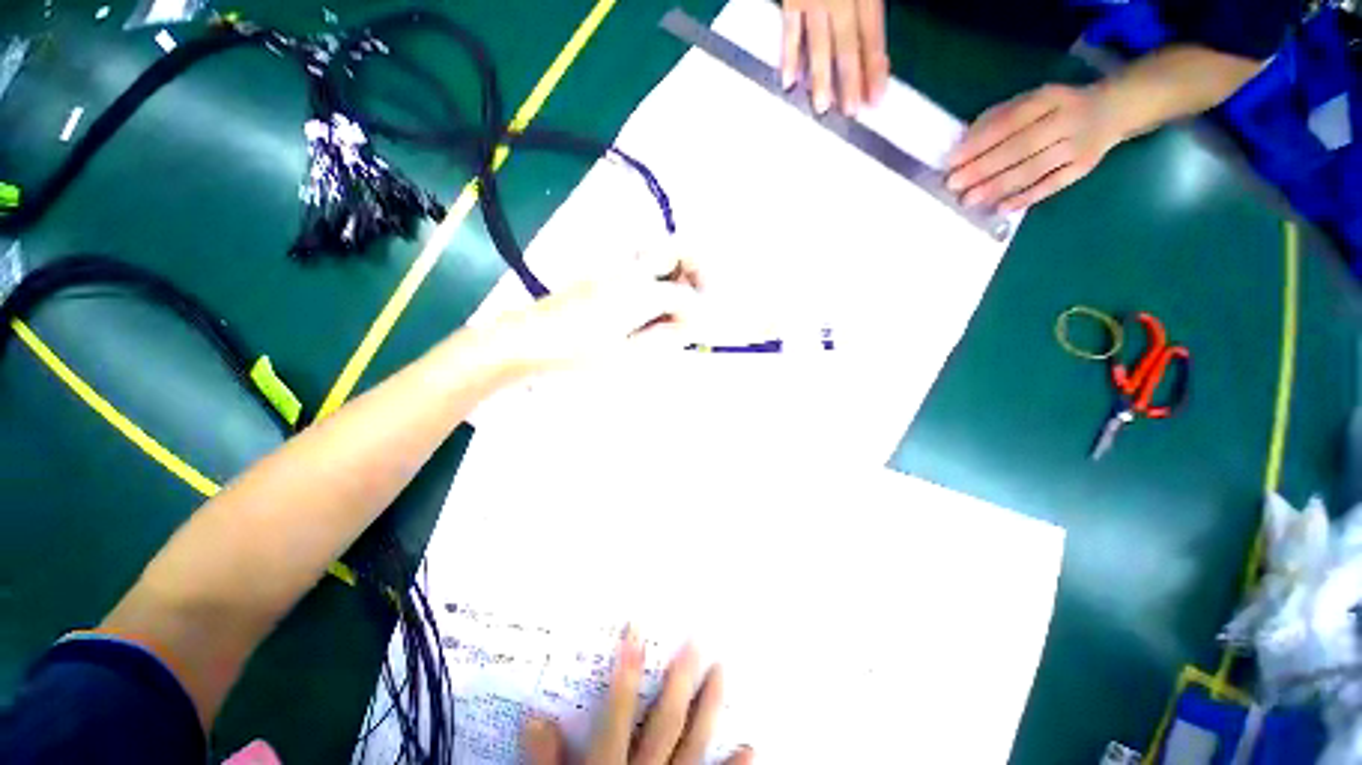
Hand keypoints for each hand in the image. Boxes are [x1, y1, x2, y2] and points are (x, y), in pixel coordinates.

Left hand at [486, 253, 702, 372]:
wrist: (527, 339)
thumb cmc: (577, 352)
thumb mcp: (627, 353)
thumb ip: (664, 336)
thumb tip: (689, 324)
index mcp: (640, 293)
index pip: (685, 295)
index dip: (697, 313)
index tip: (697, 329)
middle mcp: (631, 272)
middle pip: (677, 251)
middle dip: (697, 269)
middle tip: (700, 295)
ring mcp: (614, 269)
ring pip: (658, 254)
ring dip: (677, 272)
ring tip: (677, 302)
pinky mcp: (601, 274)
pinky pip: (640, 265)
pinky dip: (657, 277)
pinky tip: (649, 304)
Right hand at [523, 628, 753, 764]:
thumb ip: (545, 763)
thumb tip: (533, 719)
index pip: (618, 712)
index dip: (626, 671)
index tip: (636, 631)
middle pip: (666, 723)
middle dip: (681, 681)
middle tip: (695, 642)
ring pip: (694, 745)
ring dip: (709, 709)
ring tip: (721, 671)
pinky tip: (749, 747)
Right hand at [781, 0, 887, 114]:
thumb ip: (870, 11)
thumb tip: (873, 52)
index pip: (872, 37)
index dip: (875, 70)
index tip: (875, 101)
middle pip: (847, 46)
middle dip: (849, 81)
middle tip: (850, 112)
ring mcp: (813, 0)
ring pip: (819, 44)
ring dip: (820, 78)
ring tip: (821, 107)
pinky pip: (789, 30)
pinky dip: (789, 56)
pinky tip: (788, 81)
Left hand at [946, 84, 1122, 211]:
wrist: (1112, 111)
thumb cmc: (1054, 108)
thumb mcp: (1030, 101)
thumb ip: (998, 118)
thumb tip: (964, 143)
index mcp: (1049, 99)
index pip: (1010, 122)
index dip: (980, 142)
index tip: (952, 161)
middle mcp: (1066, 120)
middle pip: (1021, 148)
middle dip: (984, 168)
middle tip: (954, 185)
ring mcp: (1078, 146)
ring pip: (1034, 169)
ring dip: (998, 186)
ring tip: (969, 199)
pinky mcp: (1083, 168)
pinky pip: (1052, 185)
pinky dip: (1026, 198)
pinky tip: (1001, 209)